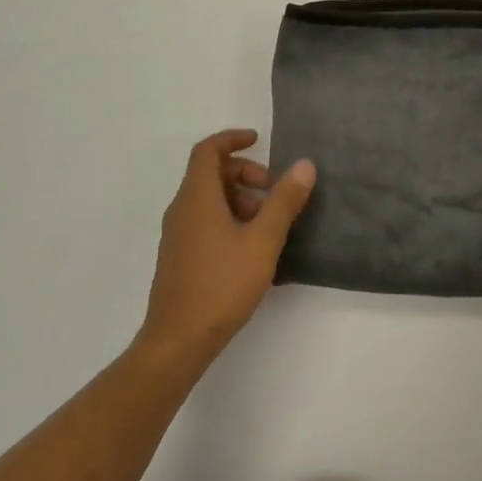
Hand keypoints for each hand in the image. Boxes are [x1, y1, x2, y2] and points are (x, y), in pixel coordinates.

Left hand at [138, 129, 315, 370]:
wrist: (178, 341)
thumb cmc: (221, 285)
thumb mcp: (262, 240)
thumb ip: (284, 201)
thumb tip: (304, 164)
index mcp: (197, 198)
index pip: (208, 150)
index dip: (232, 139)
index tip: (259, 140)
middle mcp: (182, 209)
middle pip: (210, 173)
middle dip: (244, 173)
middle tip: (273, 191)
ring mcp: (177, 235)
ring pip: (208, 199)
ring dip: (239, 199)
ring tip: (267, 224)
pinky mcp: (179, 256)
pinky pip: (204, 220)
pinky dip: (228, 218)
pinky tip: (251, 248)